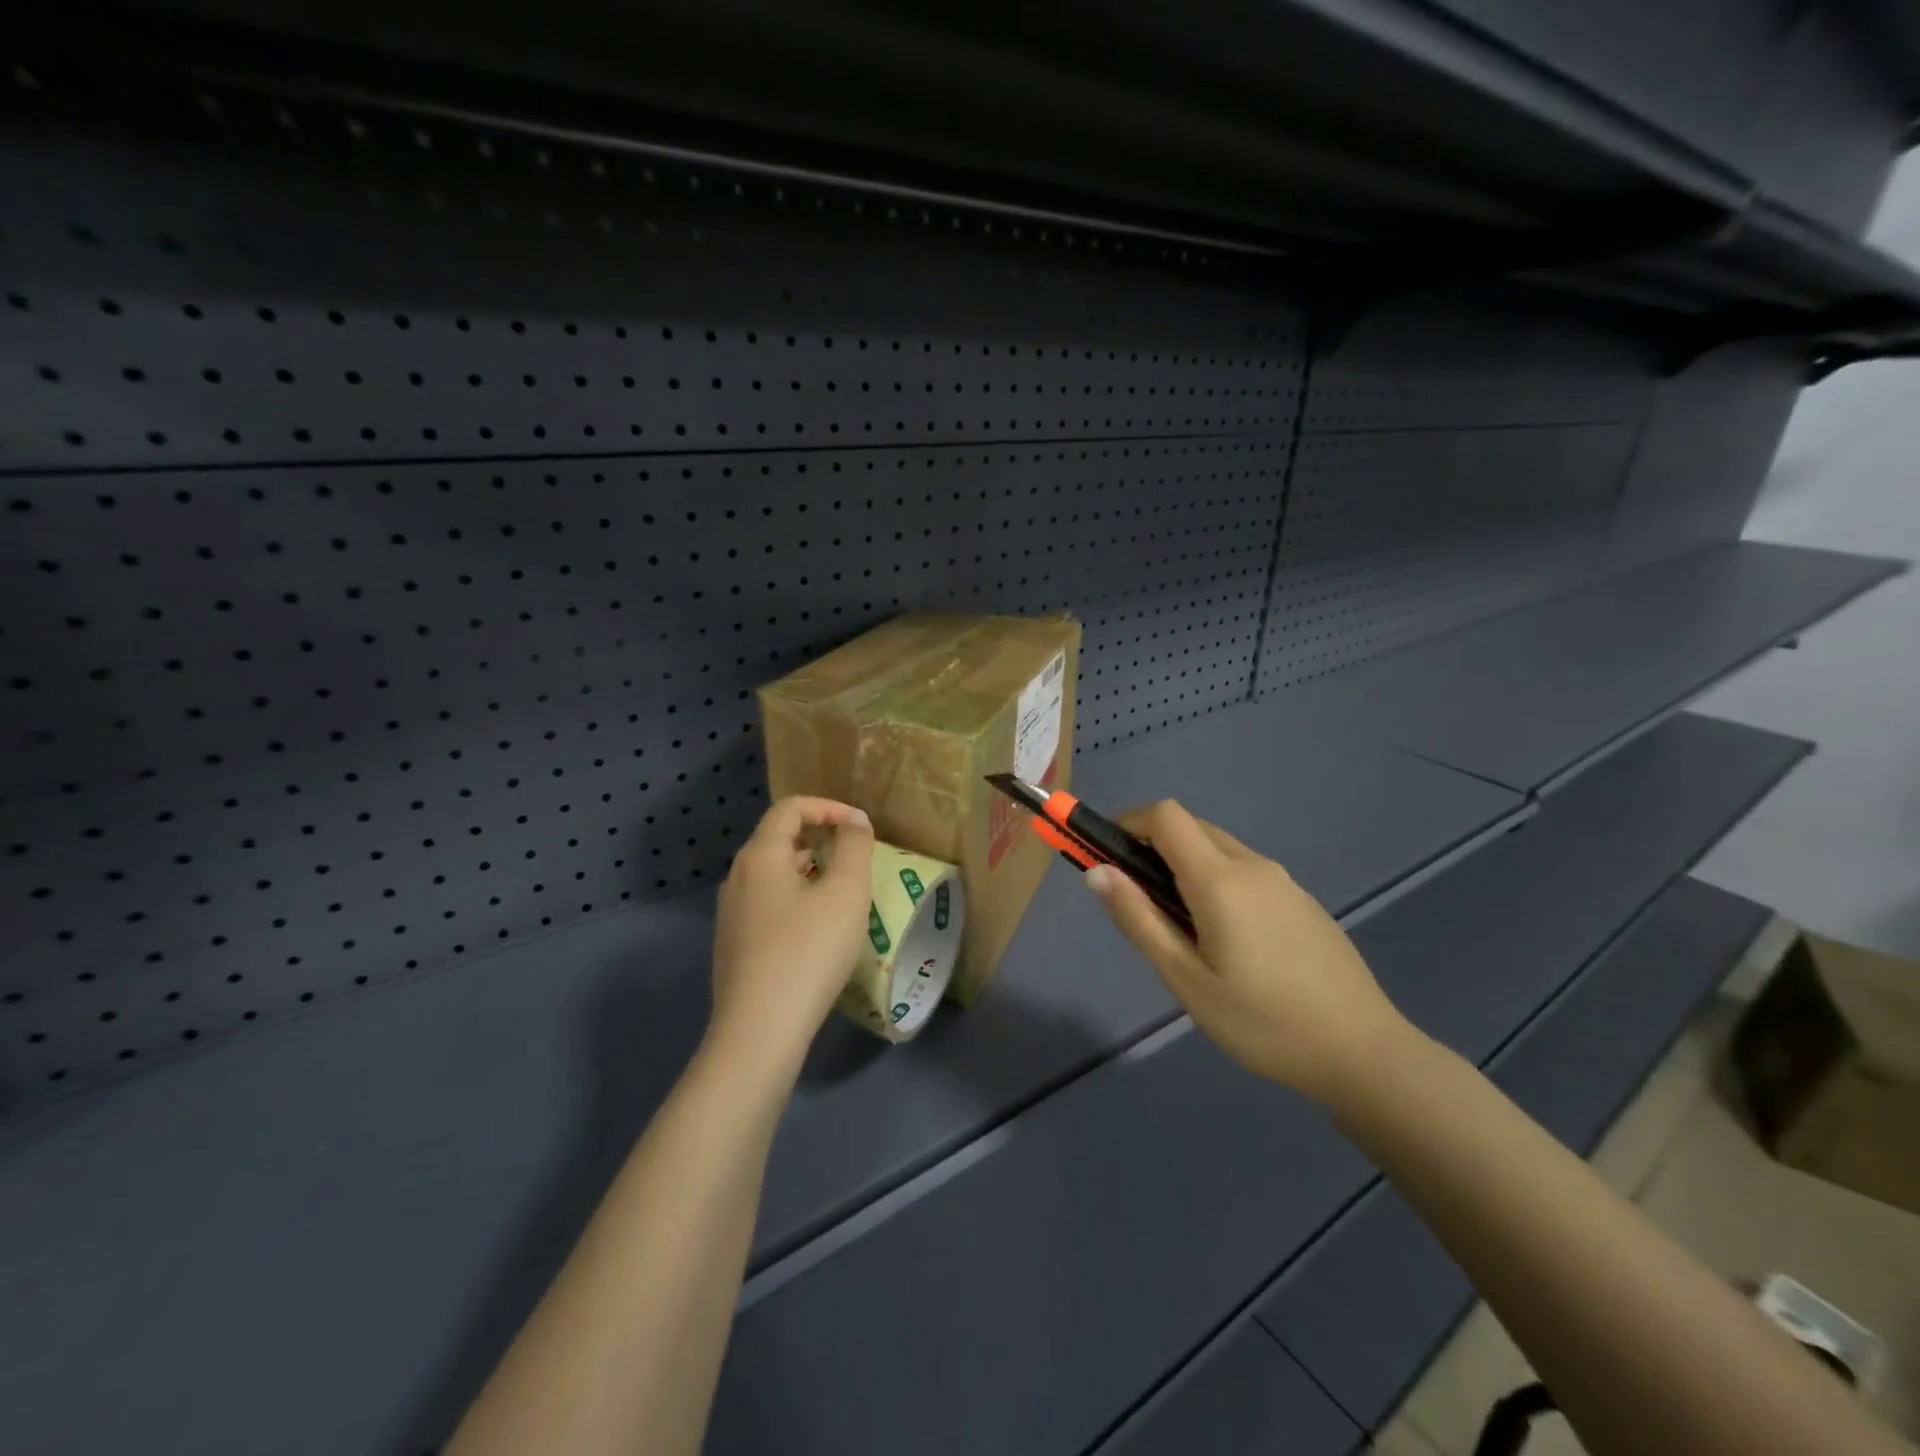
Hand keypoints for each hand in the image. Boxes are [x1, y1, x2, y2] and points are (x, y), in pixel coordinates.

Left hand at [709, 796, 875, 1075]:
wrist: (759, 1031)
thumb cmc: (808, 952)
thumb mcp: (846, 893)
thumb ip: (854, 848)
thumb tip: (853, 822)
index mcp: (760, 856)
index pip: (790, 808)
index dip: (828, 807)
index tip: (861, 826)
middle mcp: (738, 877)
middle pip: (779, 838)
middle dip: (821, 837)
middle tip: (856, 855)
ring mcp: (731, 914)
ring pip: (774, 874)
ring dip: (811, 869)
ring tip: (843, 891)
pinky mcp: (734, 945)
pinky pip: (769, 903)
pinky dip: (797, 898)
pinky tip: (819, 929)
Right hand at [1086, 800, 1408, 1105]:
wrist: (1364, 1053)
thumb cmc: (1263, 1022)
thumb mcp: (1186, 979)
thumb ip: (1139, 920)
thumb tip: (1097, 871)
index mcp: (1220, 879)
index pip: (1165, 816)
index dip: (1129, 822)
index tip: (1106, 854)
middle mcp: (1253, 866)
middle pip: (1191, 827)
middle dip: (1152, 845)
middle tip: (1136, 898)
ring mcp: (1284, 882)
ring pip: (1219, 849)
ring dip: (1184, 865)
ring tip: (1179, 927)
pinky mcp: (1302, 901)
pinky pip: (1245, 871)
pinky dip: (1216, 880)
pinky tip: (1226, 940)